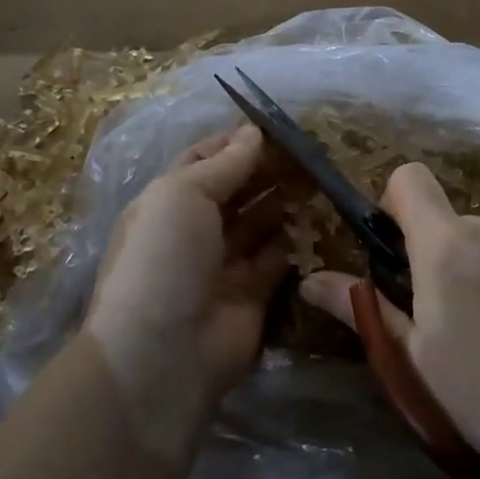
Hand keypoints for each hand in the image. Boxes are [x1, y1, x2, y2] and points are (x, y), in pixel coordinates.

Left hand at [83, 124, 288, 460]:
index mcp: (168, 201)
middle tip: (306, 152)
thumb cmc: (165, 256)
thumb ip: (224, 163)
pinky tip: (314, 219)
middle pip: (236, 190)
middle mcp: (194, 230)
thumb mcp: (183, 193)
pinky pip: (277, 258)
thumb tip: (254, 132)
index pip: (203, 160)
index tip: (274, 127)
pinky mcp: (252, 294)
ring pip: (259, 222)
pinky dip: (294, 240)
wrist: (163, 351)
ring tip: (316, 179)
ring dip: (283, 201)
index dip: (234, 143)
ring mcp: (223, 264)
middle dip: (266, 170)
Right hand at [301, 162, 479, 478]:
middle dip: (434, 253)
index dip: (393, 203)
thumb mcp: (411, 355)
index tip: (393, 251)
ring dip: (475, 270)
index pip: (410, 179)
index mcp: (447, 245)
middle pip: (448, 220)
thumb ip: (361, 307)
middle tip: (437, 318)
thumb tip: (309, 280)